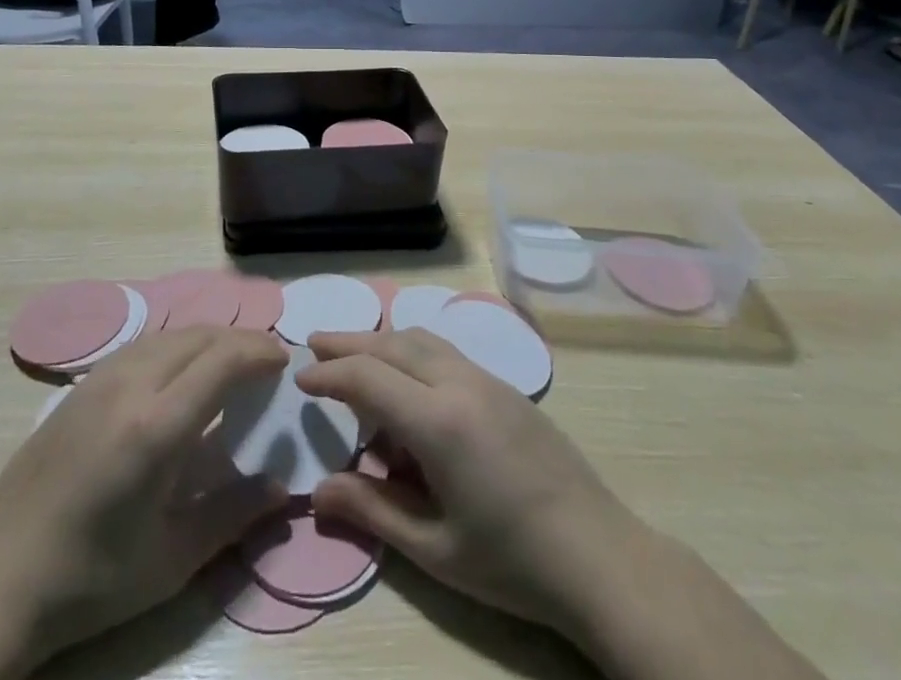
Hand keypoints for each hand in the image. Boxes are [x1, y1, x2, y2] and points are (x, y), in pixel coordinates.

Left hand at [0, 328, 286, 674]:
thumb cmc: (90, 581)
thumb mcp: (171, 560)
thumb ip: (233, 515)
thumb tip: (283, 487)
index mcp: (156, 426)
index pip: (223, 360)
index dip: (260, 351)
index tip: (286, 362)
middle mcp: (130, 385)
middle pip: (200, 336)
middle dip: (241, 340)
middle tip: (268, 361)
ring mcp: (100, 378)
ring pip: (170, 333)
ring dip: (209, 338)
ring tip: (232, 362)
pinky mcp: (80, 384)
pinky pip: (143, 344)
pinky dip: (177, 344)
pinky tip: (181, 373)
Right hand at [297, 329, 637, 637]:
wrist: (600, 556)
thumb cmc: (511, 561)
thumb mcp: (434, 548)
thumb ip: (373, 509)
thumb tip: (317, 490)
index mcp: (439, 421)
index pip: (368, 377)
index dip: (330, 374)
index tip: (300, 379)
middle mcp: (460, 383)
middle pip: (393, 344)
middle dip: (350, 342)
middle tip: (315, 344)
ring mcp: (488, 379)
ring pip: (423, 339)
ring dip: (383, 341)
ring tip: (356, 356)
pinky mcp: (507, 387)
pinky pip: (447, 352)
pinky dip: (414, 353)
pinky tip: (408, 380)